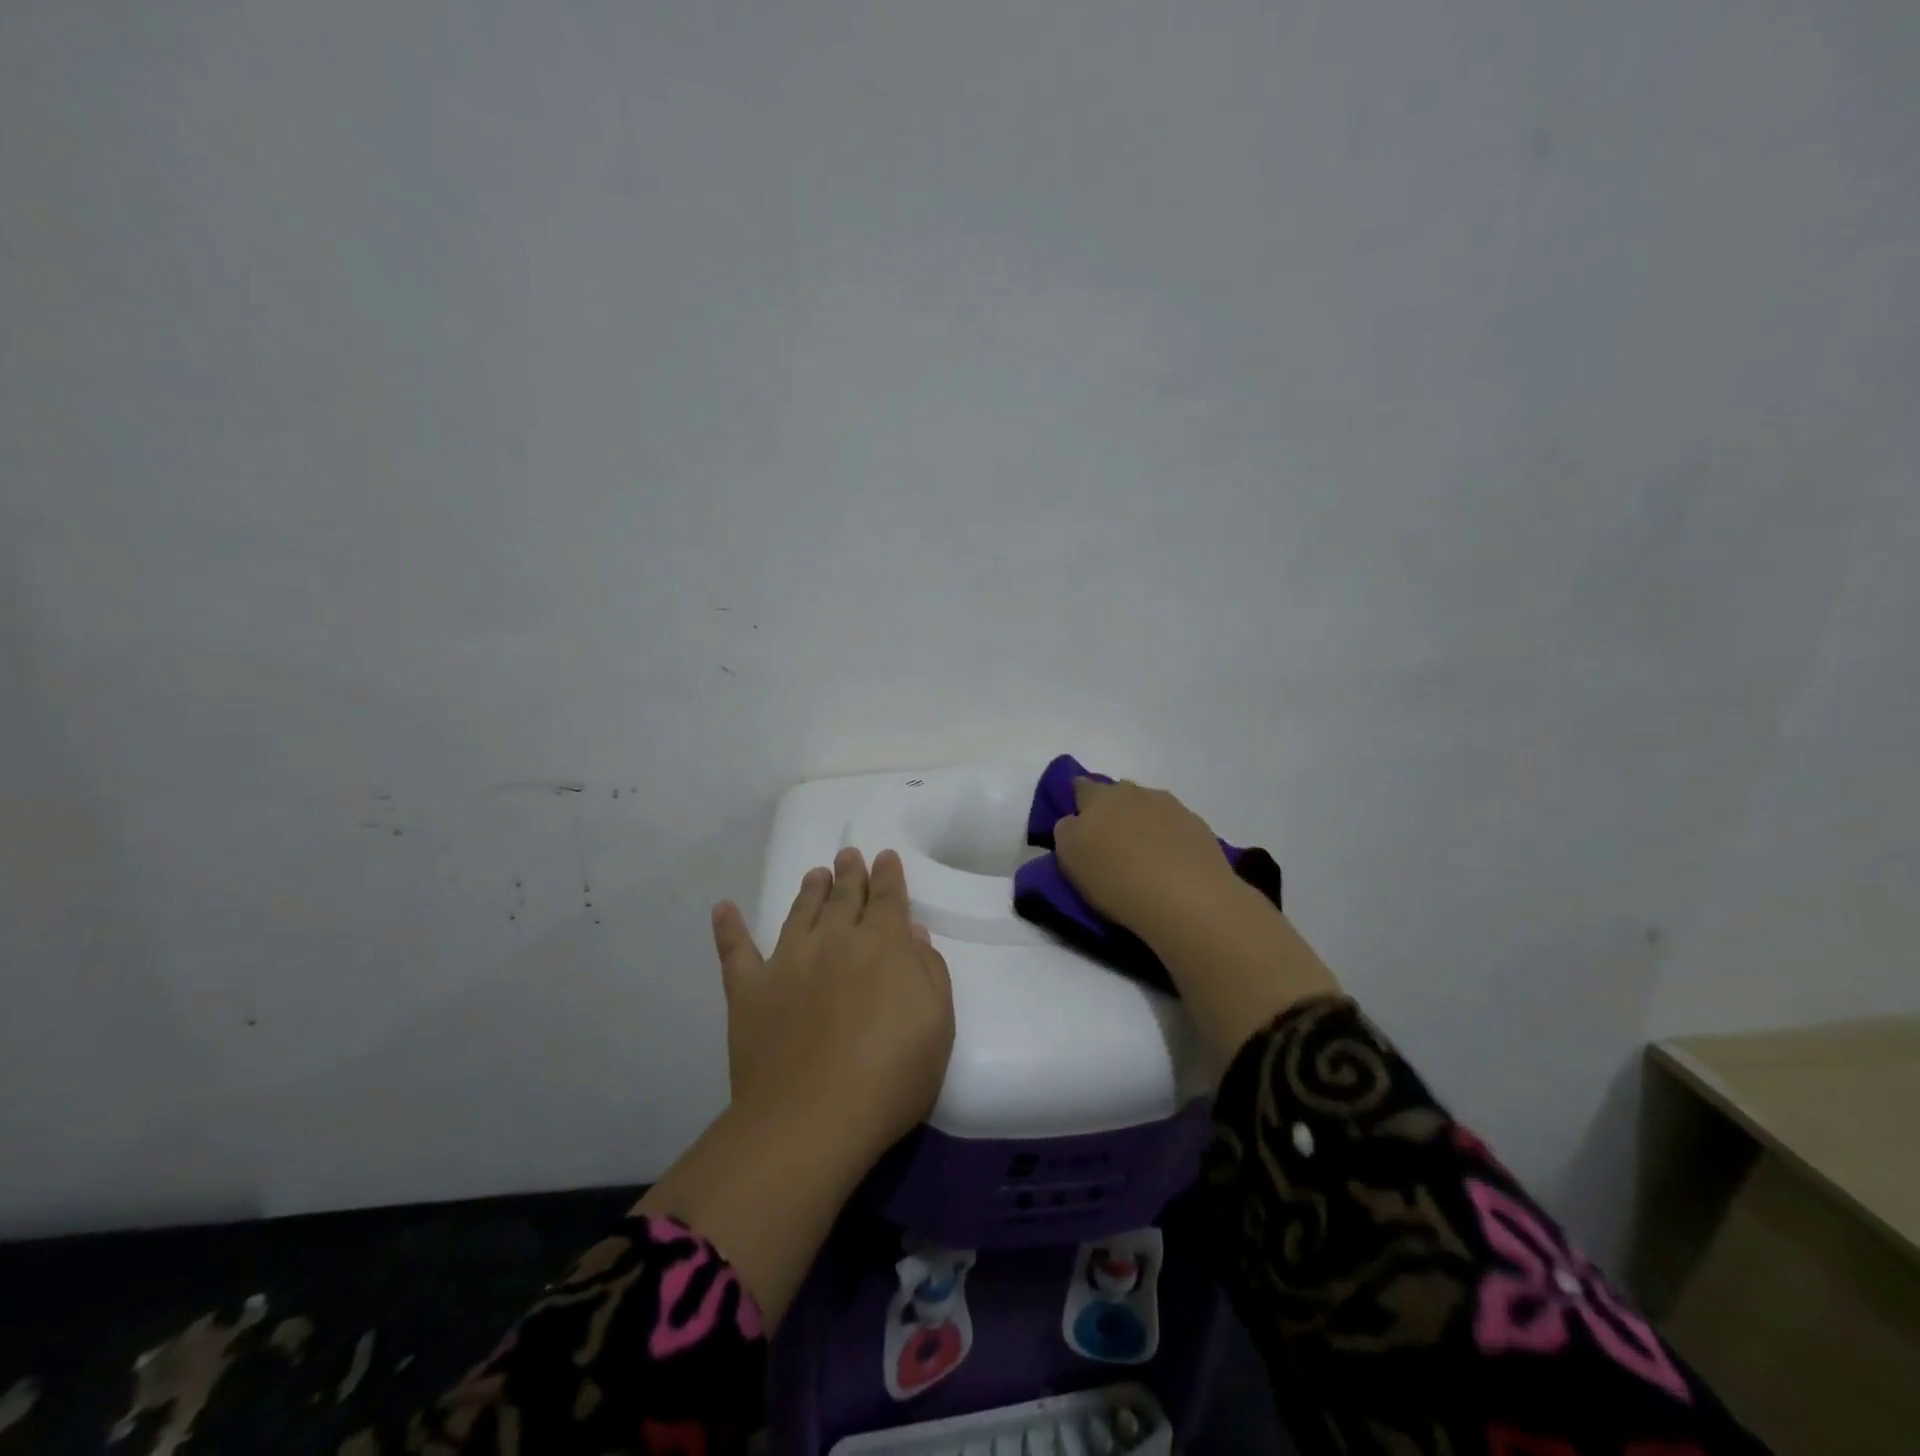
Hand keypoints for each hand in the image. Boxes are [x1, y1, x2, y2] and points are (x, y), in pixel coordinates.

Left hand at [710, 846, 954, 1159]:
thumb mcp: (937, 1024)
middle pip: (844, 897)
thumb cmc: (890, 1075)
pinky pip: (736, 951)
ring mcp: (788, 961)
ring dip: (809, 890)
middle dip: (850, 873)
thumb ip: (929, 972)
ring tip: (815, 873)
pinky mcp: (750, 990)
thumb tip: (912, 936)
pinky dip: (729, 928)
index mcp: (882, 945)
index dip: (888, 876)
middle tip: (848, 854)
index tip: (884, 856)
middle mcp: (834, 940)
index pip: (888, 899)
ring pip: (800, 912)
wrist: (812, 1118)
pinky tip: (723, 908)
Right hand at [1053, 778, 1241, 938]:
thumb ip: (1066, 832)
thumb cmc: (1116, 879)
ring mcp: (1172, 807)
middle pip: (1118, 795)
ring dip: (1143, 824)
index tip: (1078, 825)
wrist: (1187, 900)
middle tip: (1110, 844)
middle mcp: (1136, 792)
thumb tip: (1074, 822)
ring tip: (1143, 858)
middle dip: (1112, 812)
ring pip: (1149, 808)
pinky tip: (1171, 866)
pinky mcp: (1199, 828)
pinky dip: (1169, 840)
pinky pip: (1175, 827)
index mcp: (1099, 796)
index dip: (1077, 803)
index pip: (1080, 786)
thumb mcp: (1070, 859)